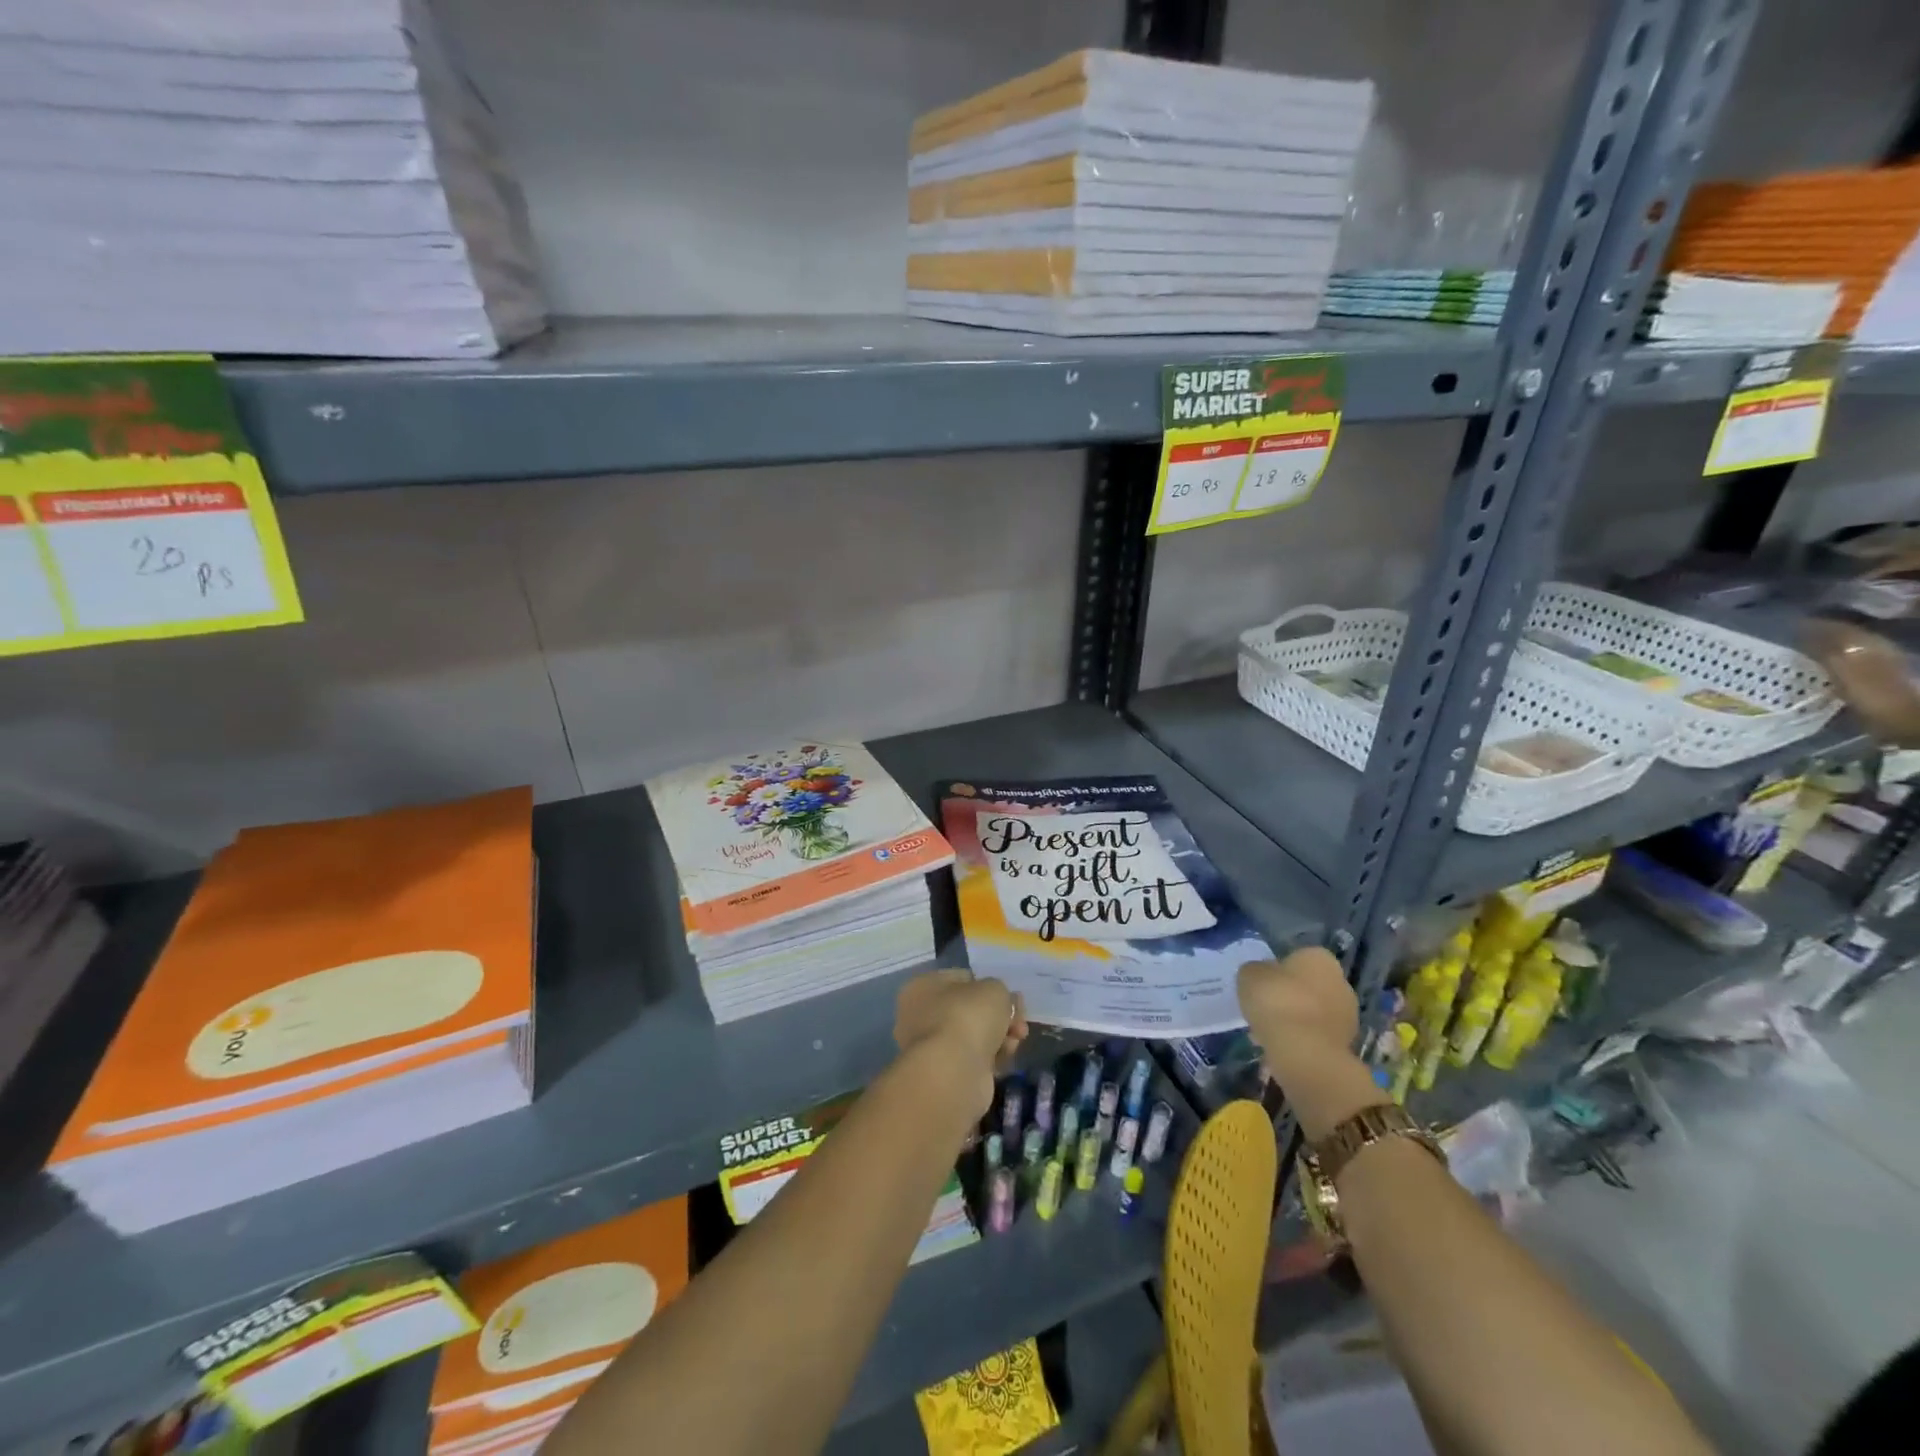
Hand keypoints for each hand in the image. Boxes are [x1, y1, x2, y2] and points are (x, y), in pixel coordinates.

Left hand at [893, 969, 1027, 1114]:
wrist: (953, 1072)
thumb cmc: (967, 1017)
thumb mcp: (993, 988)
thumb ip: (999, 990)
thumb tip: (1002, 1002)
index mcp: (923, 986)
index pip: (962, 979)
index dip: (989, 986)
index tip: (1012, 997)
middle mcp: (920, 1014)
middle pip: (971, 1009)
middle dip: (1000, 1015)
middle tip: (1019, 1021)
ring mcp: (932, 1047)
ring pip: (975, 1035)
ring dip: (1000, 1036)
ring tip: (1016, 1039)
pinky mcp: (945, 1073)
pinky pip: (975, 1058)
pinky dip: (993, 1057)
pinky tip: (1007, 1057)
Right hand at [1238, 949, 1382, 1140]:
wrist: (1309, 1059)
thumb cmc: (1277, 1008)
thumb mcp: (1251, 979)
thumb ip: (1255, 974)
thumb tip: (1260, 978)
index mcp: (1317, 958)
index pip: (1295, 957)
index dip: (1277, 972)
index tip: (1262, 989)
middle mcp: (1340, 981)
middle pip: (1309, 985)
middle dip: (1293, 997)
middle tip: (1266, 1012)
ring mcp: (1350, 1015)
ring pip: (1317, 1013)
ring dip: (1300, 1022)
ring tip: (1272, 1036)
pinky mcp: (1349, 1047)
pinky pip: (1319, 1037)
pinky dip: (1306, 1043)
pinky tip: (1287, 1054)